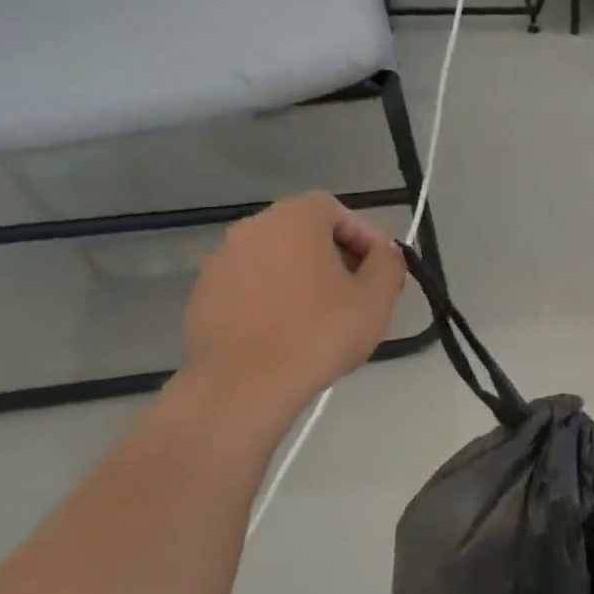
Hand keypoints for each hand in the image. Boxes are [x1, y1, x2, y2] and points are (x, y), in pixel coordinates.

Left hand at [185, 194, 406, 403]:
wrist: (245, 384)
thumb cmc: (319, 333)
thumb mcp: (376, 298)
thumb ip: (389, 263)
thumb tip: (385, 252)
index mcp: (294, 218)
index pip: (335, 210)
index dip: (363, 237)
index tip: (379, 271)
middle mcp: (252, 228)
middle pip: (303, 232)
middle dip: (334, 257)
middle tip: (356, 294)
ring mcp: (221, 261)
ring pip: (276, 260)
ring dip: (302, 279)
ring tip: (322, 318)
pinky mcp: (204, 295)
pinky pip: (250, 286)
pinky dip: (272, 299)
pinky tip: (287, 334)